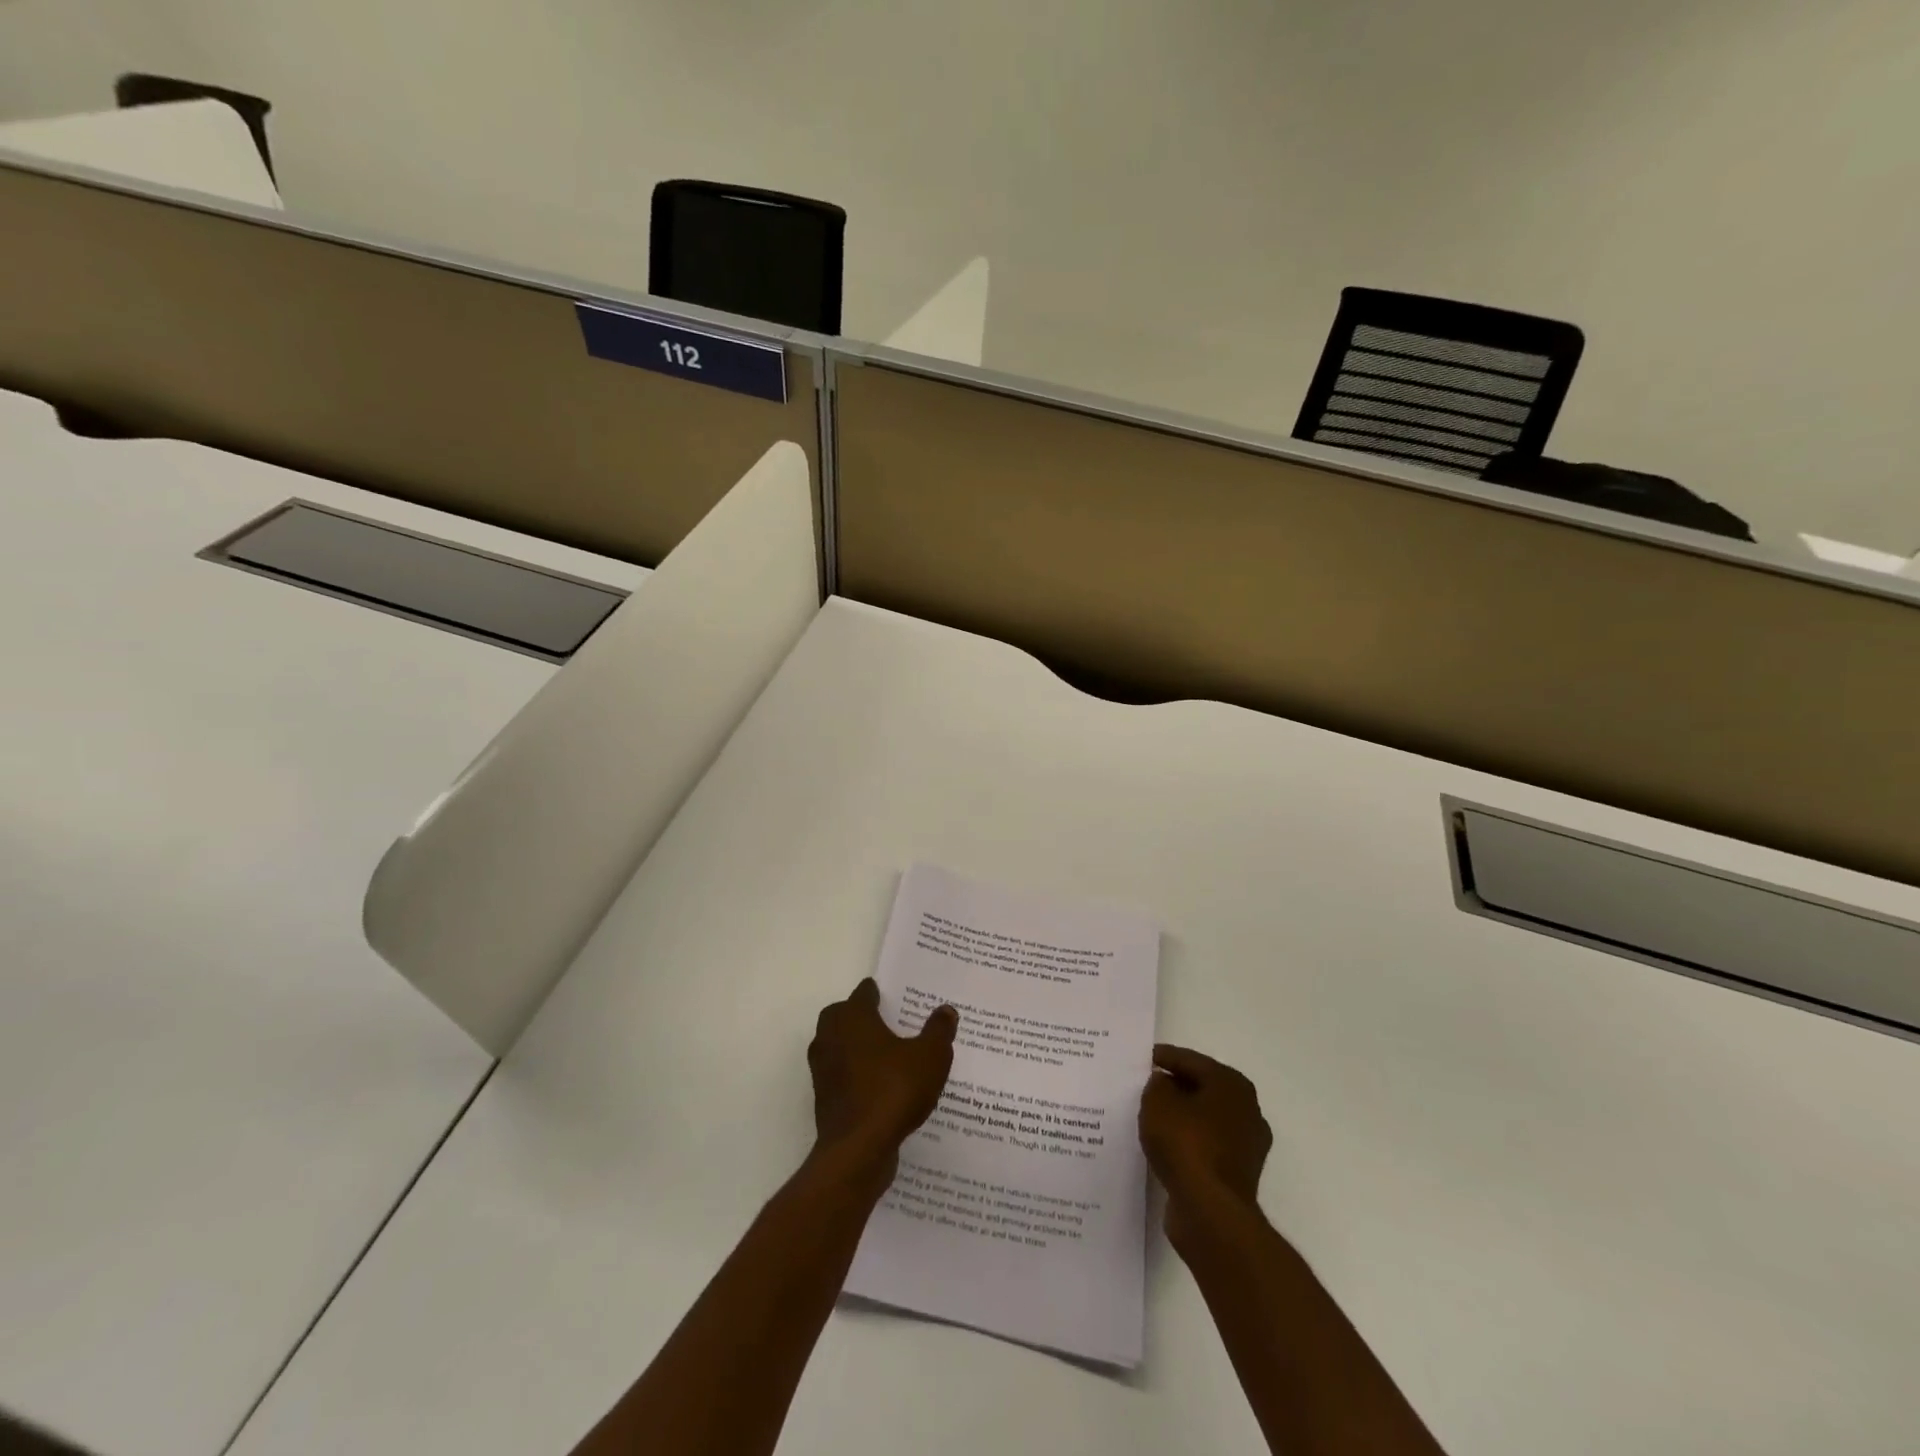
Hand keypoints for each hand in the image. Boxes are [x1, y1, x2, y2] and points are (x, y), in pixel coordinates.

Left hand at [808, 979, 957, 1177]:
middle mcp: (831, 1037)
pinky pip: (841, 1075)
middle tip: (889, 1021)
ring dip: (856, 1046)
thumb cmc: (894, 1090)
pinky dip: (855, 1074)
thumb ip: (938, 1031)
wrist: (858, 1149)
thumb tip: (946, 1010)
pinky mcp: (824, 1098)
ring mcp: (823, 1069)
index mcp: (853, 1017)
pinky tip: (879, 1085)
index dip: (880, 992)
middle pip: (842, 1015)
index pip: (864, 993)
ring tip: (887, 1054)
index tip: (897, 996)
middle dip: (861, 1015)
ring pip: (838, 1045)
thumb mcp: (930, 1057)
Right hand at [1139, 1044, 1271, 1247]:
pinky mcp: (1238, 1175)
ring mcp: (1247, 1146)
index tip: (1144, 1057)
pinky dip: (1188, 1143)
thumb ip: (1157, 1084)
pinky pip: (1206, 1146)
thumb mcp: (1158, 1101)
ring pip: (1205, 1119)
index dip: (1165, 1057)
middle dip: (1176, 1086)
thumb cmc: (1186, 1144)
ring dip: (1182, 1117)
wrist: (1211, 1212)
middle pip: (1203, 1089)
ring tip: (1152, 1117)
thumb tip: (1165, 1085)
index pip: (1192, 1061)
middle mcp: (1248, 1110)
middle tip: (1147, 1085)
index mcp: (1232, 1085)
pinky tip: (1166, 1147)